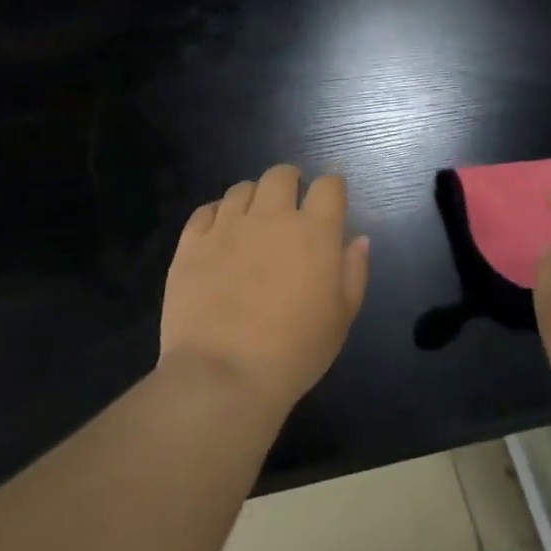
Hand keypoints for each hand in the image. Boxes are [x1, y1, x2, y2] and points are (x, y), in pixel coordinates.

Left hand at [161, 165, 369, 411]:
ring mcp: (228, 227)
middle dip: (290, 182)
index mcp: (314, 232)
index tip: (330, 202)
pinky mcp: (192, 243)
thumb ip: (354, 271)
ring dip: (254, 198)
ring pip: (242, 189)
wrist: (223, 375)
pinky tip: (220, 234)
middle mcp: (271, 217)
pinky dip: (217, 215)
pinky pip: (206, 211)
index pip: (329, 186)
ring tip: (253, 221)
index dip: (332, 188)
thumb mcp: (341, 317)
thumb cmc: (295, 351)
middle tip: (290, 205)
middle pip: (281, 175)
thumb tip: (358, 238)